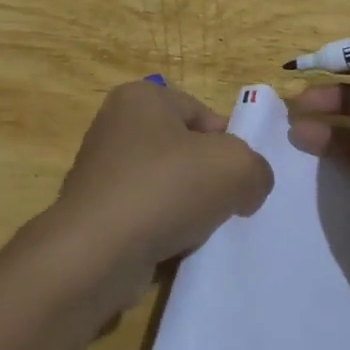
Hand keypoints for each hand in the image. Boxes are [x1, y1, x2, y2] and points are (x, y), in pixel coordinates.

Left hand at [38, 80, 273, 306]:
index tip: (238, 178)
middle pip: (183, 150)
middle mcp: (114, 125)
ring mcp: (99, 170)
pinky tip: (172, 248)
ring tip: (197, 231)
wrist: (97, 251)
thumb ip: (256, 168)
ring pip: (164, 185)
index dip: (228, 145)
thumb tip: (248, 186)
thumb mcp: (236, 166)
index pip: (202, 114)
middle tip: (225, 206)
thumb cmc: (166, 188)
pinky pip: (142, 215)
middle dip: (207, 179)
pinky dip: (160, 230)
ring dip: (185, 208)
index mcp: (141, 97)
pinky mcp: (93, 211)